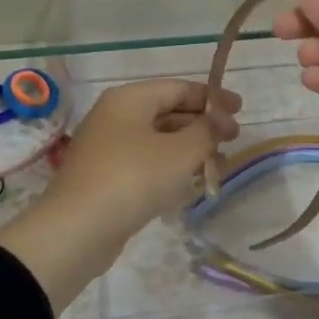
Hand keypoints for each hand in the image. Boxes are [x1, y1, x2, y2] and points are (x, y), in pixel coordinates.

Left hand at [0, 79, 240, 311]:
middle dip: (203, 126)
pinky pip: (147, 164)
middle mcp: (116, 116)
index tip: (240, 111)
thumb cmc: (133, 179)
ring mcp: (109, 148)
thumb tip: (222, 120)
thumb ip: (207, 130)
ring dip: (191, 150)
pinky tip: (191, 185)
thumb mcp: (180, 152)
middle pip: (169, 112)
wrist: (77, 231)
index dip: (213, 98)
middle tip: (233, 141)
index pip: (179, 88)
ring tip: (218, 167)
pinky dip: (171, 169)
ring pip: (159, 140)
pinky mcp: (107, 177)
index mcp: (130, 99)